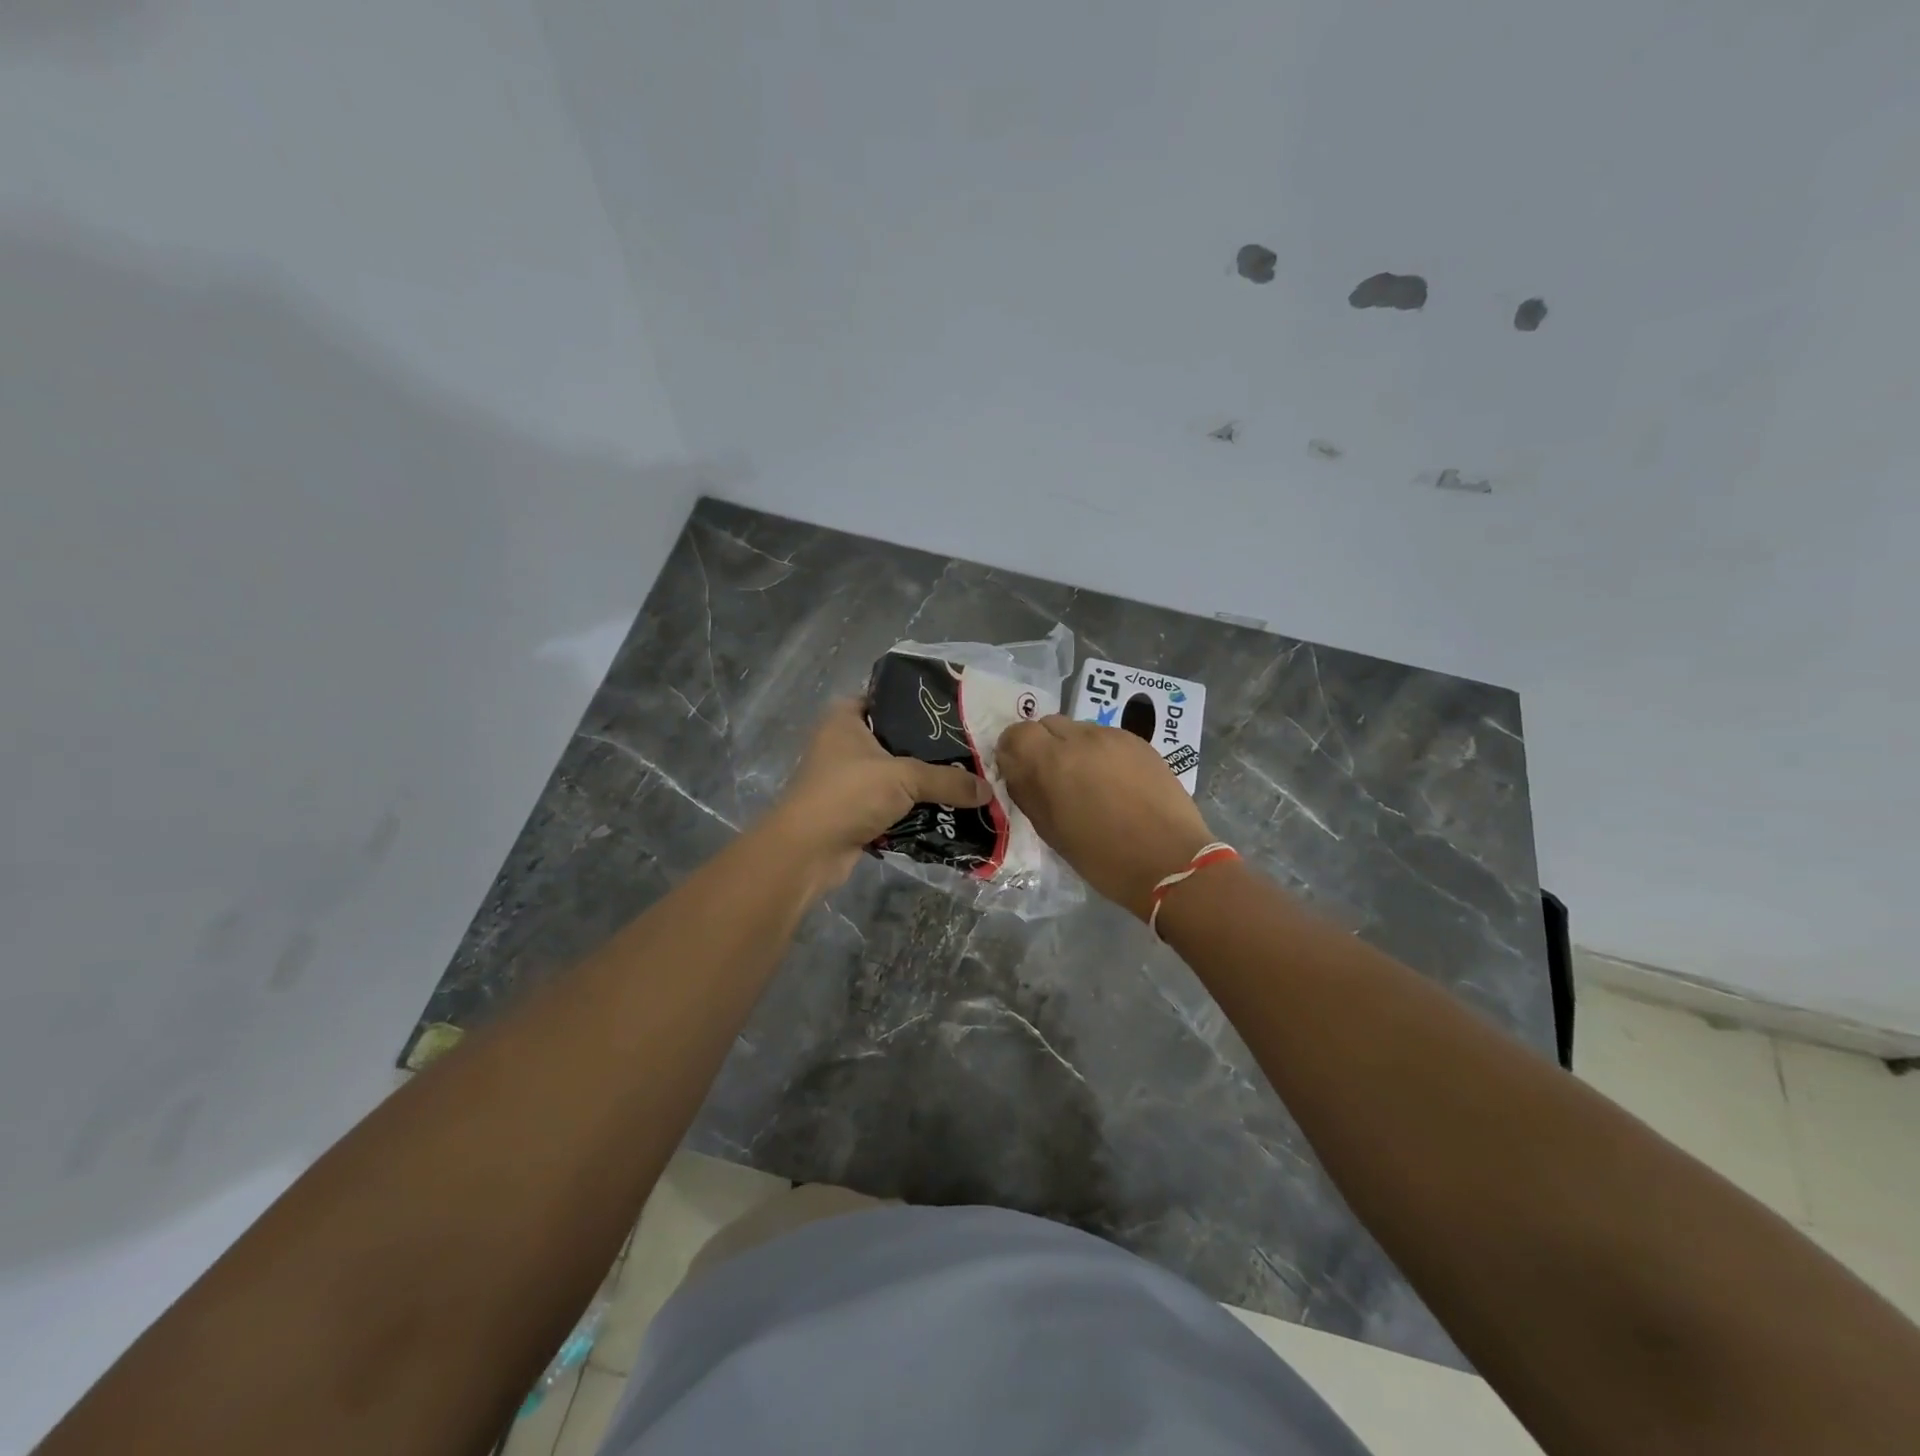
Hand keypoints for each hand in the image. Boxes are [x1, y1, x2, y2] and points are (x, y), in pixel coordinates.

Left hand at [764, 700, 990, 890]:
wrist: (807, 852)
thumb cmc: (848, 794)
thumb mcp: (904, 778)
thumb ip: (948, 780)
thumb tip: (988, 790)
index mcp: (845, 718)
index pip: (887, 698)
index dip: (918, 703)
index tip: (954, 712)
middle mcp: (843, 743)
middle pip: (896, 739)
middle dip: (930, 749)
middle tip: (970, 749)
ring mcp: (847, 779)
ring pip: (895, 775)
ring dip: (924, 783)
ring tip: (966, 780)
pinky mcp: (853, 811)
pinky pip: (892, 804)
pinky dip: (913, 809)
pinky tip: (946, 810)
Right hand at [997, 716, 1214, 919]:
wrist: (1170, 861)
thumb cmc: (1102, 858)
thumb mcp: (1051, 831)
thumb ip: (1028, 792)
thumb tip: (1017, 771)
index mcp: (1051, 761)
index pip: (1016, 732)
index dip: (1014, 750)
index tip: (1020, 771)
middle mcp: (1080, 738)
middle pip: (1047, 724)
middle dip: (1043, 745)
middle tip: (1053, 777)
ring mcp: (1113, 737)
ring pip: (1079, 729)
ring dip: (1073, 748)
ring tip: (1087, 781)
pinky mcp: (1140, 742)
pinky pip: (1107, 737)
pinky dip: (1101, 753)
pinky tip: (1114, 782)